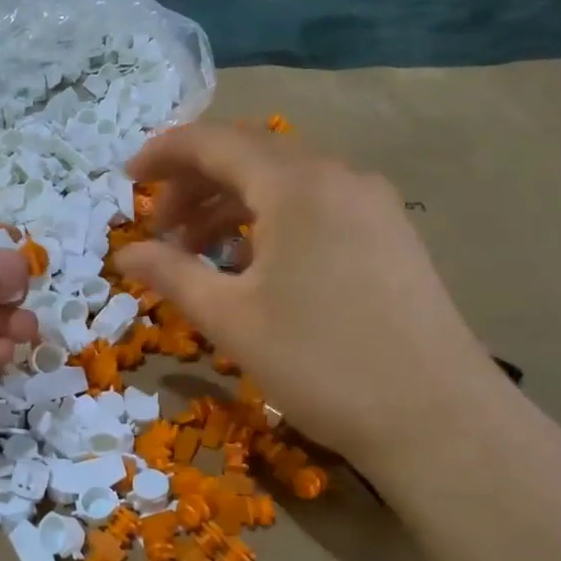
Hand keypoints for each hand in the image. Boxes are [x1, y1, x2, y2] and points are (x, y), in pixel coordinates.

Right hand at [114, 125, 510, 485]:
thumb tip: (125, 254)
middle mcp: (338, 176)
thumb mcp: (230, 319)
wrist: (436, 418)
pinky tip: (255, 266)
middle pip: (250, 155)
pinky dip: (272, 221)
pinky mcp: (390, 234)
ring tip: (199, 253)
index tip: (127, 178)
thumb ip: (171, 274)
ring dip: (232, 205)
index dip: (164, 153)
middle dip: (195, 183)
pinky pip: (316, 206)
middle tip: (161, 230)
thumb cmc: (320, 363)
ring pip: (285, 182)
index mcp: (296, 185)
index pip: (215, 142)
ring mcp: (372, 203)